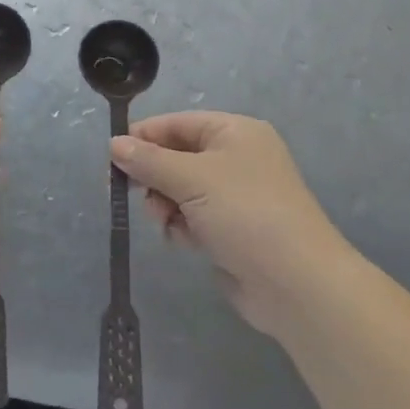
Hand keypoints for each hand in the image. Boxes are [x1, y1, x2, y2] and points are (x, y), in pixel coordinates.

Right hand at [110, 112, 349, 333]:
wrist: (297, 284)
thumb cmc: (245, 214)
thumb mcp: (191, 179)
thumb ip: (148, 161)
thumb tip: (113, 144)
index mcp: (234, 132)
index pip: (176, 123)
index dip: (143, 138)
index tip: (112, 159)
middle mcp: (236, 158)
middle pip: (175, 157)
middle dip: (154, 177)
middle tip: (133, 194)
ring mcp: (235, 196)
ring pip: (179, 190)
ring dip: (165, 205)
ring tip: (166, 222)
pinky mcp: (232, 229)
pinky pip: (192, 217)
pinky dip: (181, 226)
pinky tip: (183, 241)